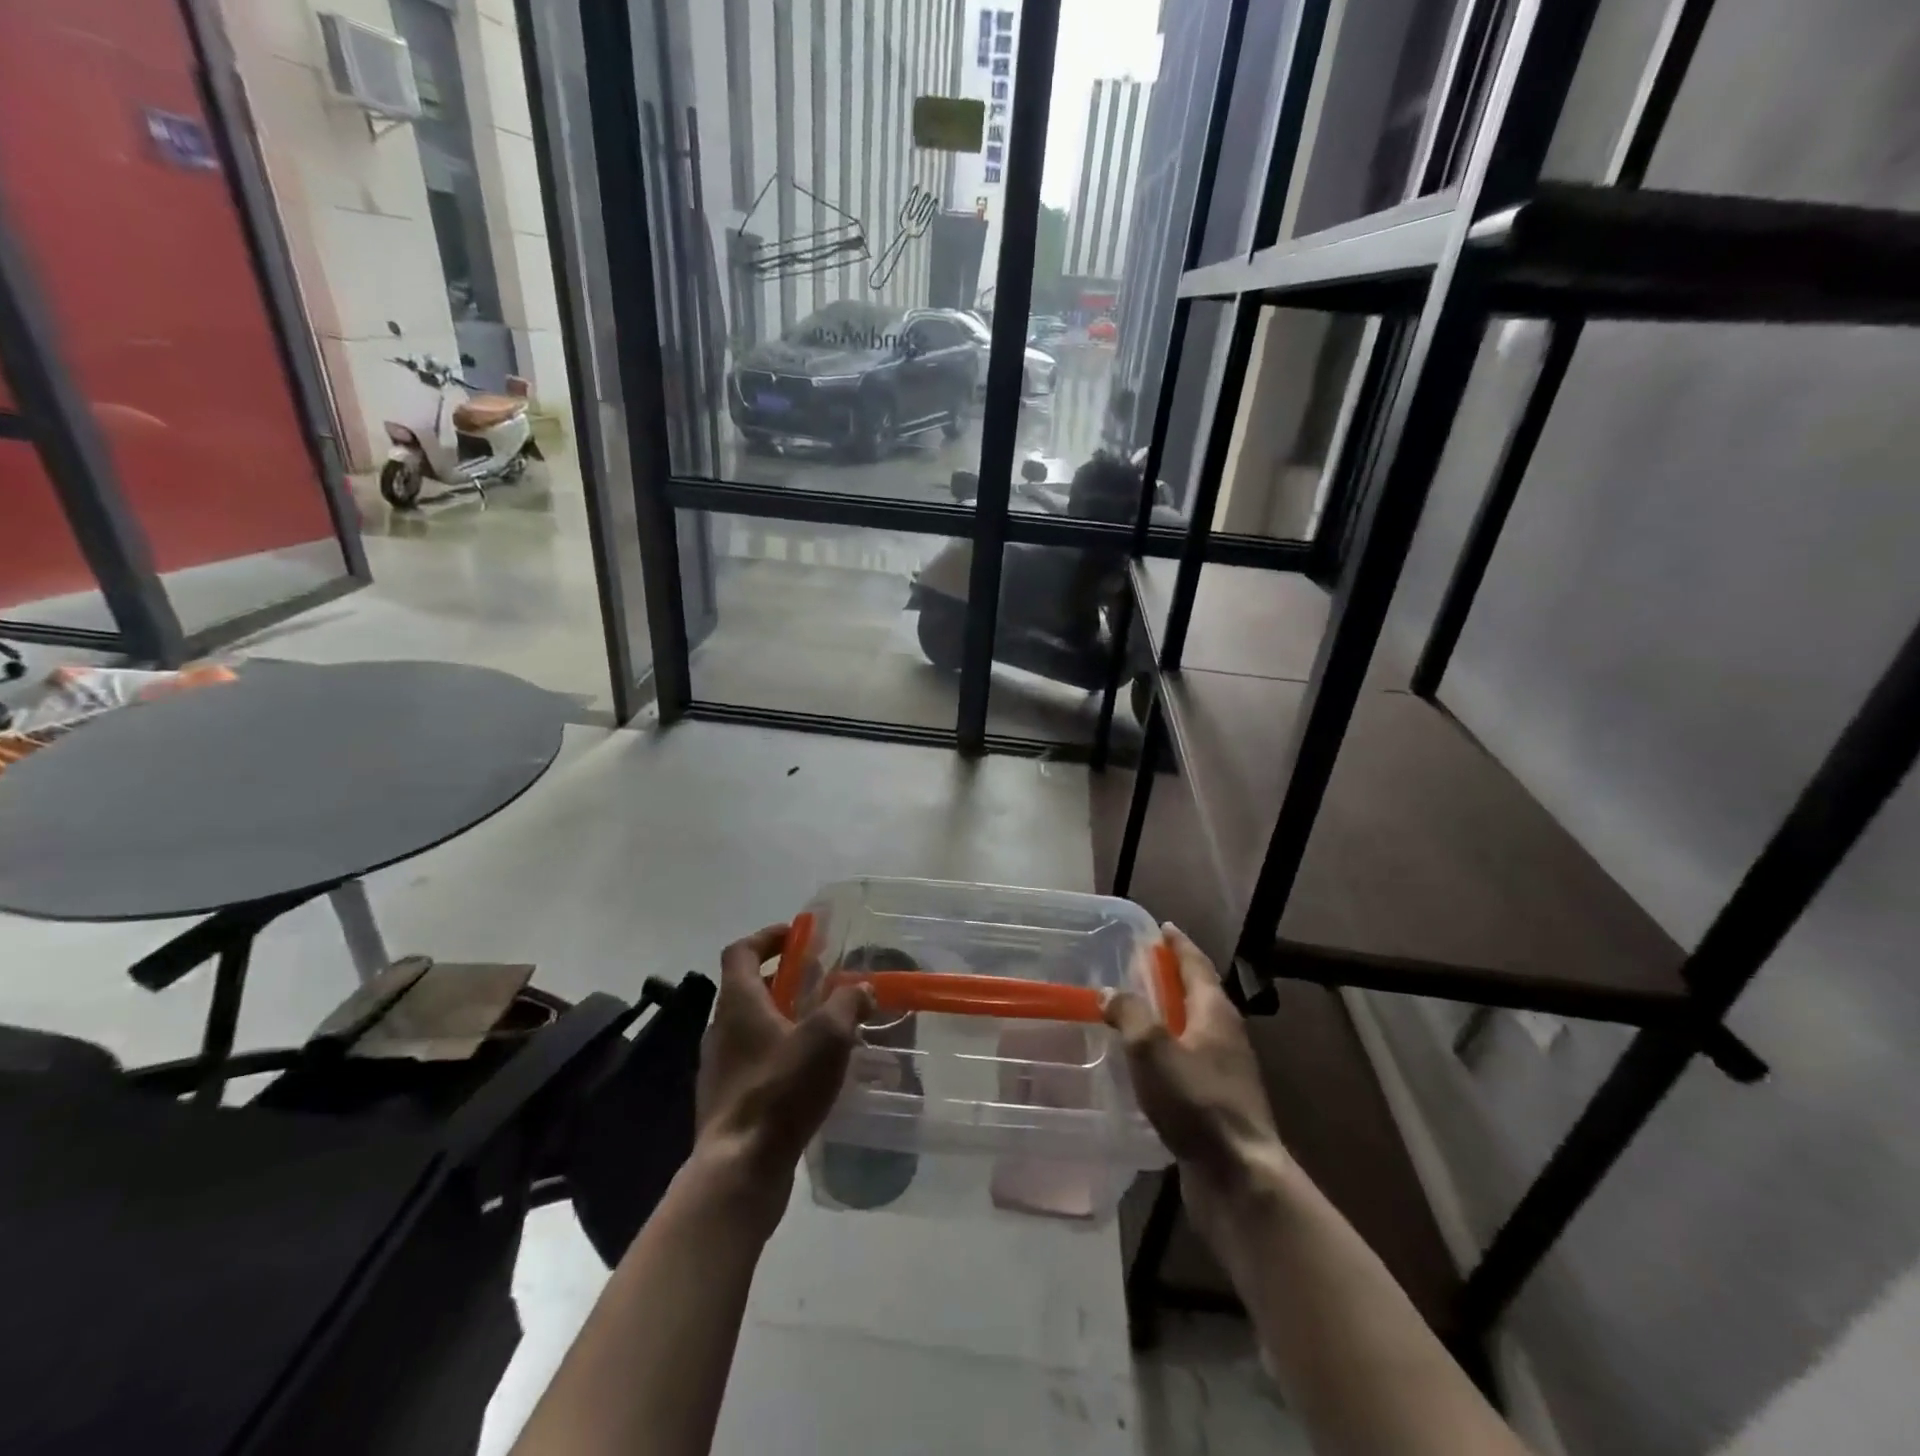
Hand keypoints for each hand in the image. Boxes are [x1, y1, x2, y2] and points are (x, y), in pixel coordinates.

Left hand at [693, 924, 873, 1225]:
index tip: (797, 935)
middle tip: (820, 982)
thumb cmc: (781, 1088)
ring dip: (784, 1017)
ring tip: (823, 1027)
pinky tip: (809, 1072)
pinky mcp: (727, 1100)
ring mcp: (720, 1067)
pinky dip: (780, 1052)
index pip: (741, 951)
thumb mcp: (827, 1036)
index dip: (767, 936)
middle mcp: (721, 1029)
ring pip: (752, 1026)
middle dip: (784, 978)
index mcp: (738, 1003)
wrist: (739, 1168)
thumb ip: (848, 1004)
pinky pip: (754, 1060)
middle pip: (748, 987)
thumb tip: (862, 989)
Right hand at [1103, 924, 1290, 1258]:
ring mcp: (1226, 1071)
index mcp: (1215, 1012)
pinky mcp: (1218, 1102)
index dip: (1178, 945)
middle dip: (1171, 978)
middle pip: (1197, 994)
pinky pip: (1190, 1060)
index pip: (1196, 965)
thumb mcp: (1153, 1049)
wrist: (1237, 1176)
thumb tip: (1110, 993)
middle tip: (1141, 966)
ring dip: (1169, 1015)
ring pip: (1194, 1029)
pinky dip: (1169, 1049)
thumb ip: (1130, 1014)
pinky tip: (1147, 1064)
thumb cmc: (1196, 1102)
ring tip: (1137, 1011)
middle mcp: (1226, 1035)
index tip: (1163, 928)